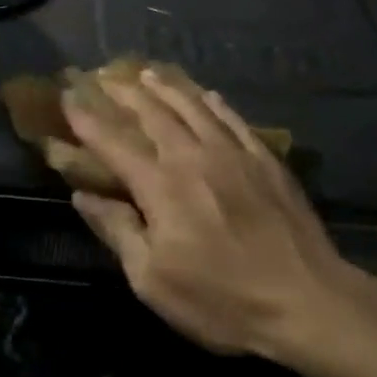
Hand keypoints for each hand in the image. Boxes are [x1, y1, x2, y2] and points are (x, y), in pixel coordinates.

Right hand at [61, 69, 360, 360]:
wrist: (309, 302)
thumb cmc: (222, 301)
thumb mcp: (153, 281)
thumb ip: (118, 232)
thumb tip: (84, 197)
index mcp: (161, 186)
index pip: (113, 142)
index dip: (86, 119)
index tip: (67, 97)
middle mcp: (193, 157)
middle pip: (153, 113)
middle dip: (124, 92)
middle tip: (104, 76)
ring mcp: (234, 154)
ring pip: (194, 107)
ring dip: (166, 87)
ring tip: (148, 73)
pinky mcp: (266, 161)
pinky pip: (234, 119)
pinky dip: (214, 103)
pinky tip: (208, 94)